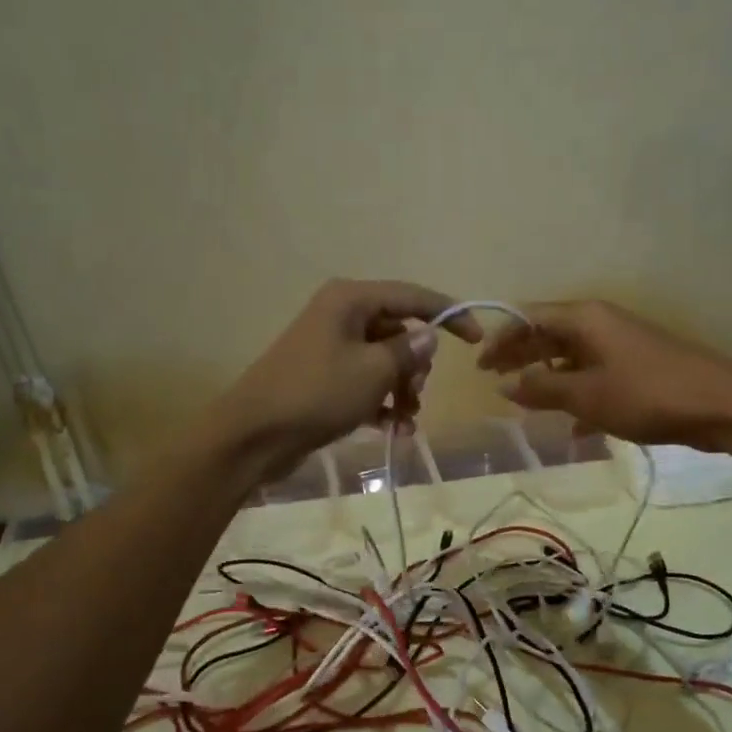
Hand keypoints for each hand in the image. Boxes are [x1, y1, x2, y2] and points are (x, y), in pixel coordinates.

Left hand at [209, 279, 481, 478]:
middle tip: (415, 394)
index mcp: (350, 300)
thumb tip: (426, 337)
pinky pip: (365, 383)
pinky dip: (382, 403)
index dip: (449, 314)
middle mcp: (340, 316)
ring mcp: (330, 348)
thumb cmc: (317, 394)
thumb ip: (407, 351)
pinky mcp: (323, 379)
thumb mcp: (373, 371)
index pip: (412, 297)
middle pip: (398, 332)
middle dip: (415, 366)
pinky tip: (394, 430)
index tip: (476, 340)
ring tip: (406, 421)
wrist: (255, 435)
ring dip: (402, 390)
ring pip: (383, 362)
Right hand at [478, 300, 731, 449]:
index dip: (501, 339)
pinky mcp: (638, 370)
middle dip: (520, 357)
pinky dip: (579, 398)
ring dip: (548, 380)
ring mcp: (622, 347)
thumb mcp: (585, 394)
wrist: (721, 405)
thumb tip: (504, 385)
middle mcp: (601, 325)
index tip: (479, 366)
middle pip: (549, 335)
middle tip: (493, 380)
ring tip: (525, 404)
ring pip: (572, 359)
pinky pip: (596, 379)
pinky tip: (573, 429)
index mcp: (585, 319)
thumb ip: (541, 389)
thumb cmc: (646, 394)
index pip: (530, 318)